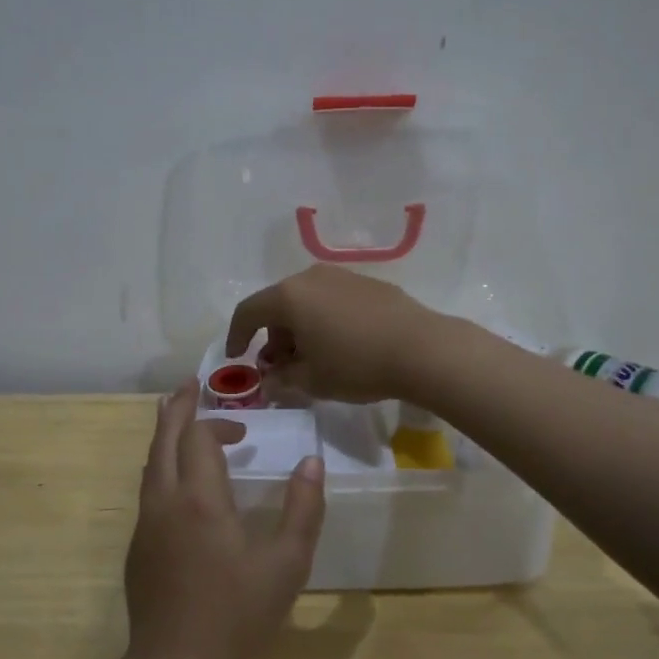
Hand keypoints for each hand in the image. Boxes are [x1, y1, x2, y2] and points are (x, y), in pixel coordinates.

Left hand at [125, 384, 326, 658]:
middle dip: (176, 409)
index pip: (198, 437)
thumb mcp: (286, 564)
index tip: (243, 431)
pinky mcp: (138, 549)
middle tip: (188, 386)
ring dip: (165, 437)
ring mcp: (146, 525)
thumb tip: (312, 462)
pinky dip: (161, 468)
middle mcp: (165, 501)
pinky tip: (178, 485)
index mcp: (200, 499)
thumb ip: (303, 509)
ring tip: (176, 419)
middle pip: (163, 439)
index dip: (217, 423)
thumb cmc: (236, 613)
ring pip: (150, 465)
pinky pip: (148, 492)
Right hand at [225, 265, 440, 403]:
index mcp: (289, 297)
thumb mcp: (312, 381)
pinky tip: (341, 346)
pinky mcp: (369, 284)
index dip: (236, 336)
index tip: (236, 357)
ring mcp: (343, 277)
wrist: (422, 349)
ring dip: (300, 328)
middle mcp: (312, 277)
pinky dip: (325, 321)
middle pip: (279, 305)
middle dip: (273, 336)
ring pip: (307, 301)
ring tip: (312, 359)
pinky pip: (333, 300)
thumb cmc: (356, 365)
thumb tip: (269, 381)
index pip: (248, 311)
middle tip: (280, 366)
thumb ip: (282, 380)